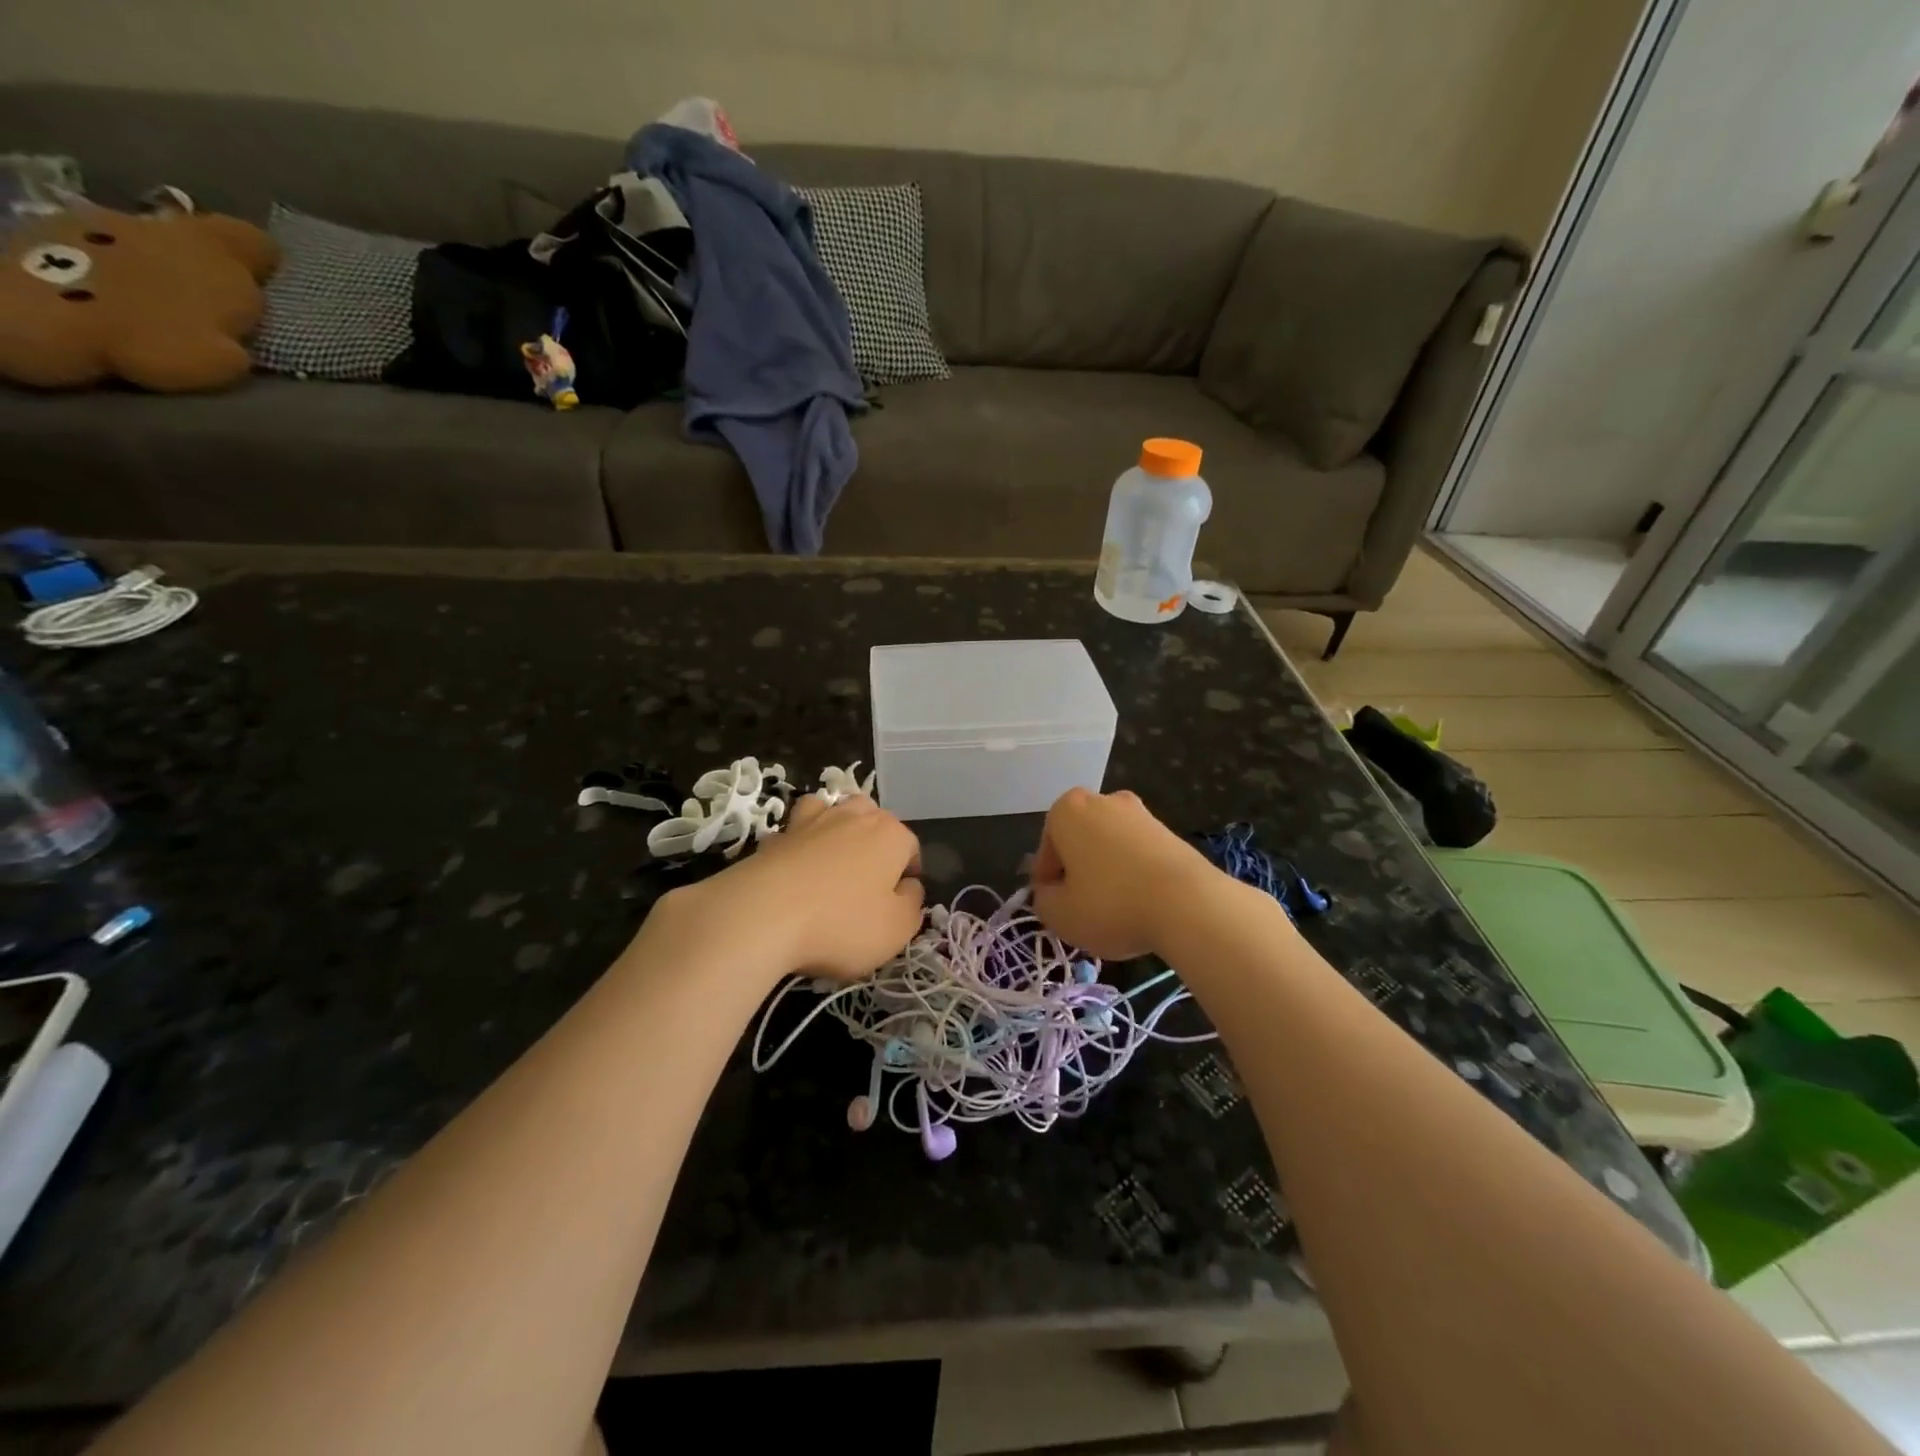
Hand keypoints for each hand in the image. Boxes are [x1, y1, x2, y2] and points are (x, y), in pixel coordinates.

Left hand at [683, 792, 924, 981]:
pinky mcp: (777, 835)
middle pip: (874, 819)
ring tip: (833, 861)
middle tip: (868, 883)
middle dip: (876, 843)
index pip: (911, 847)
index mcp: (891, 835)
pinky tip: (797, 865)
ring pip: (834, 811)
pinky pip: (797, 830)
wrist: (762, 915)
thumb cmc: (842, 924)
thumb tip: (910, 887)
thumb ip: (913, 904)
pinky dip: (801, 841)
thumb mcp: (896, 929)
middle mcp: (854, 816)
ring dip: (838, 828)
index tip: (898, 903)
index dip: (909, 874)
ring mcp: (812, 821)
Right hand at [1029, 788, 1224, 959]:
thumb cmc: (1110, 904)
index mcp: (1068, 810)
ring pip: (1110, 847)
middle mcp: (1103, 800)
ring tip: (1115, 910)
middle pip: (1079, 842)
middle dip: (1078, 871)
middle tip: (1082, 908)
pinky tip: (1141, 904)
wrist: (1188, 903)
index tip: (1056, 908)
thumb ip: (1043, 900)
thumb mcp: (1059, 915)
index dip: (1047, 883)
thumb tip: (1050, 893)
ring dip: (1108, 872)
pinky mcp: (1170, 832)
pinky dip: (1135, 875)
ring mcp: (1141, 813)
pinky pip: (1139, 855)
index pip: (1046, 850)